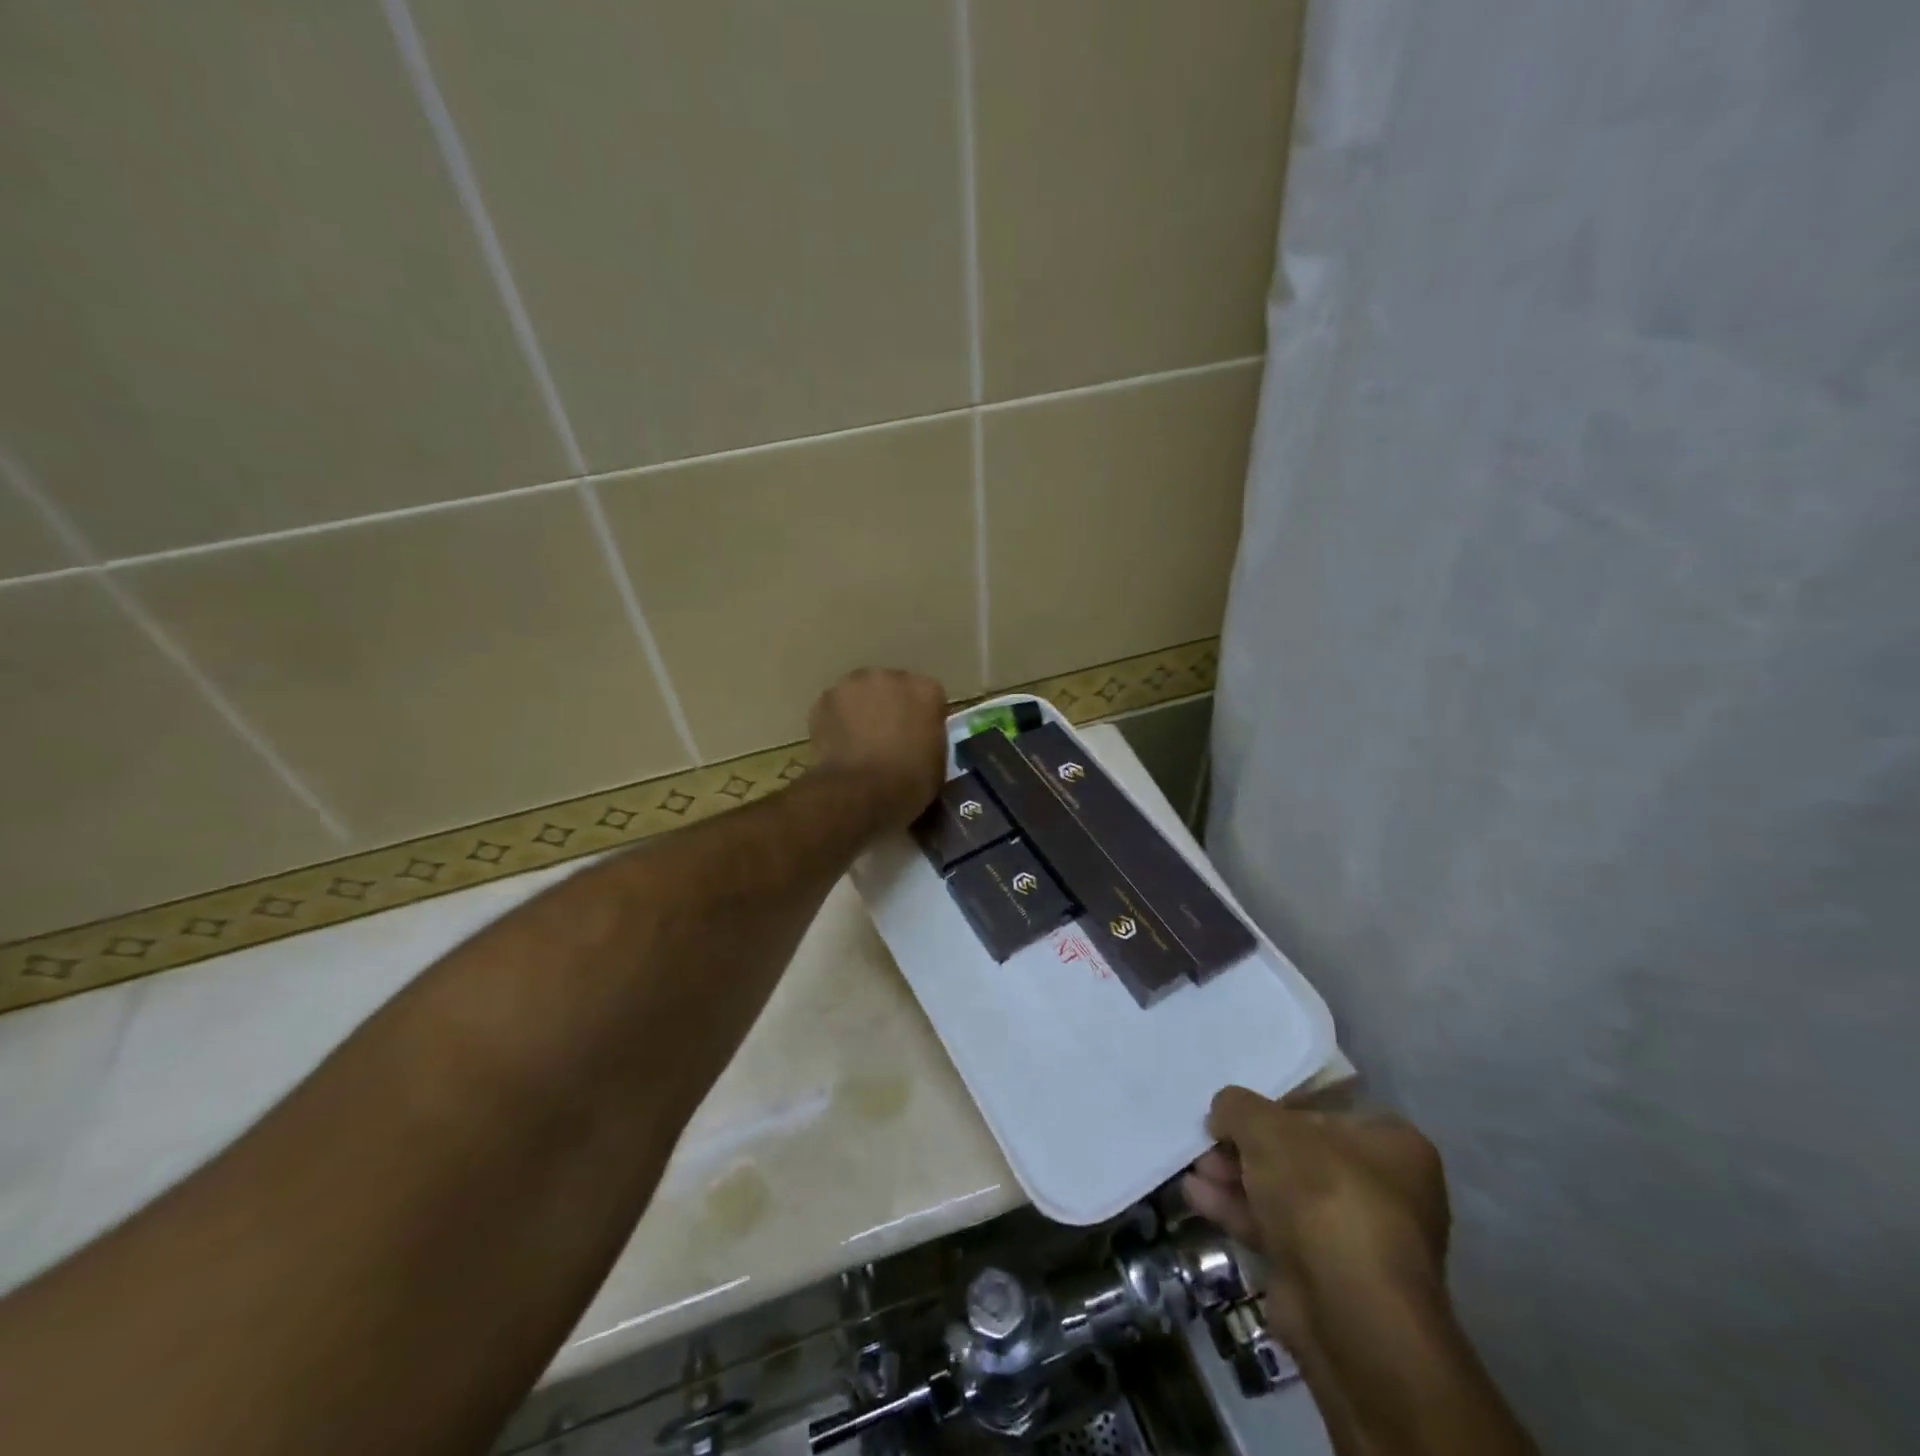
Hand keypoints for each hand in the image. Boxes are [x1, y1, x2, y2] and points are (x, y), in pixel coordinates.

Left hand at [808, 668, 948, 830]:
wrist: (859, 792)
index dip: (923, 717)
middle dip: (890, 706)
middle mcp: (891, 677)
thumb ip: (930, 738)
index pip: (929, 696)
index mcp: (926, 690)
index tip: (918, 737)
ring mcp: (854, 684)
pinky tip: (839, 746)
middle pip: (892, 687)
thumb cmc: (908, 782)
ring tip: (859, 742)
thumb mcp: (937, 762)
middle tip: (887, 738)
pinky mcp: (825, 698)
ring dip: (862, 709)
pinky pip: (836, 706)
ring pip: (861, 693)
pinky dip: (837, 721)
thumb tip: (919, 739)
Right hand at [1184, 1088, 1448, 1317]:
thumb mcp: (1267, 1128)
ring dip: (1236, 1179)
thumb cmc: (1323, 1195)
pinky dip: (1239, 1211)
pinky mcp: (1328, 1277)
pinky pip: (1277, 1231)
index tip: (1233, 1112)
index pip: (1322, 1112)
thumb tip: (1224, 1110)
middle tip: (1206, 1141)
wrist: (1349, 1312)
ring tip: (1193, 1167)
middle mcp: (1386, 1190)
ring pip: (1284, 1194)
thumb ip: (1238, 1107)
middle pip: (1299, 1155)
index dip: (1272, 1108)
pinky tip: (1196, 1196)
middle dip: (1245, 1148)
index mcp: (1392, 1144)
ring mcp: (1357, 1238)